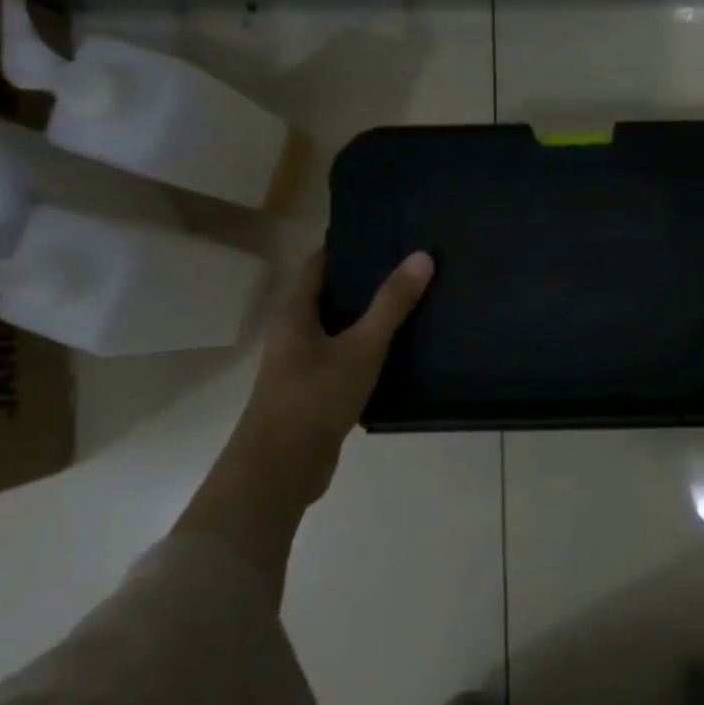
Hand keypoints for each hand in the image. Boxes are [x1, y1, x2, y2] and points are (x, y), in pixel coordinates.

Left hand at [175, 249, 432, 588]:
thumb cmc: (315, 397)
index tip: (387, 236)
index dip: (350, 248)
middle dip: (367, 282)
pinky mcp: (315, 393)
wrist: (281, 468)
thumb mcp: (361, 347)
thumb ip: (392, 304)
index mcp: (295, 313)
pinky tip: (401, 352)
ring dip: (370, 319)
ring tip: (414, 304)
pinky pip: (345, 360)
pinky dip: (369, 351)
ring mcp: (302, 365)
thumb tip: (422, 257)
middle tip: (411, 268)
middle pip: (331, 296)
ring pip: (340, 331)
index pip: (321, 264)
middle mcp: (294, 334)